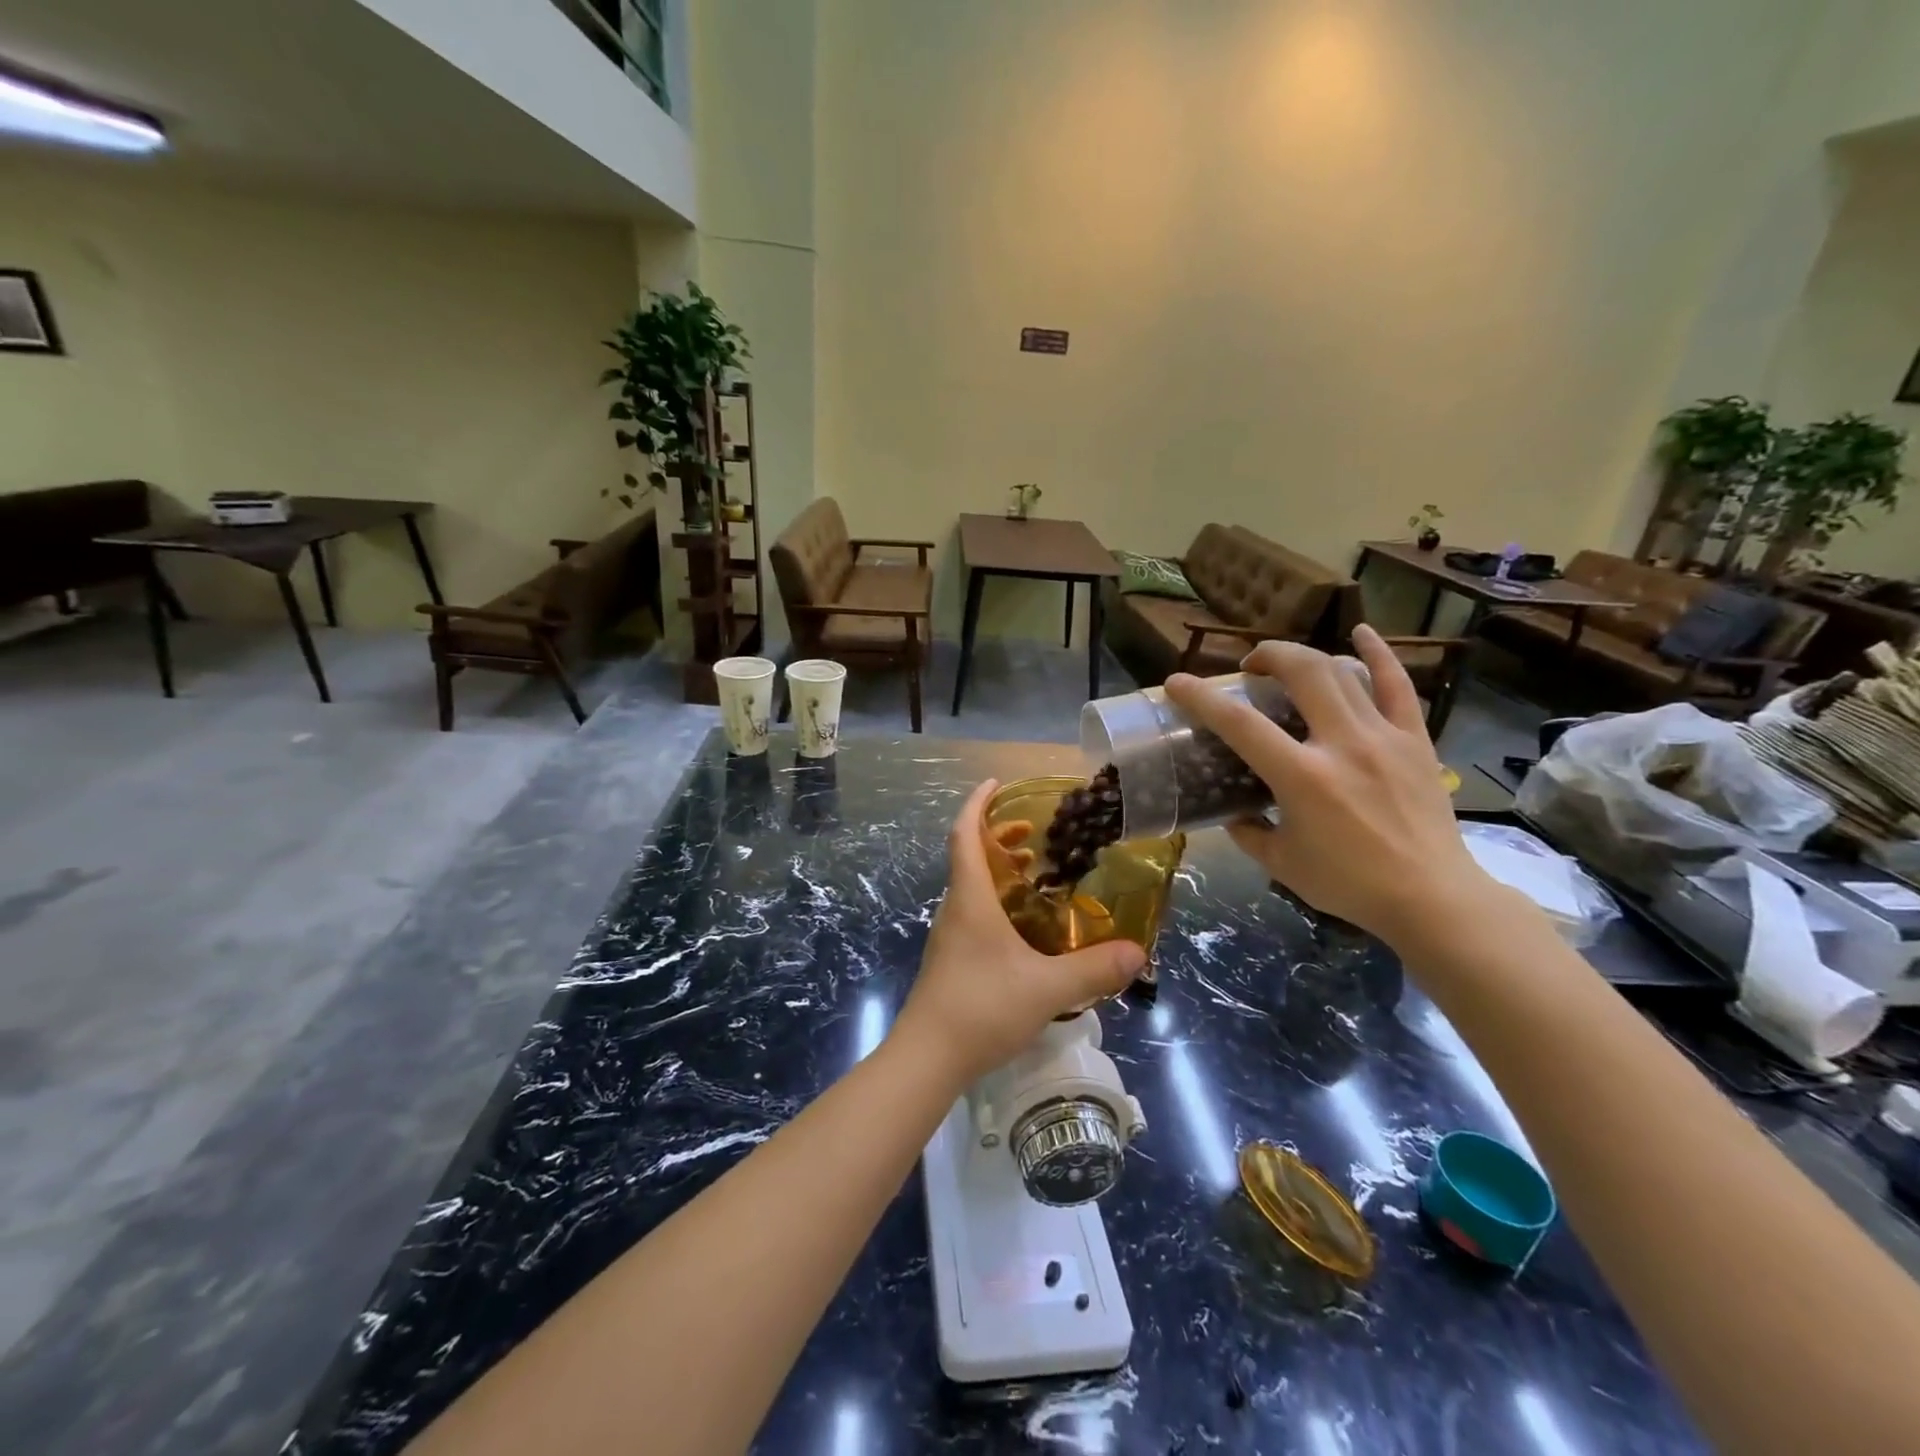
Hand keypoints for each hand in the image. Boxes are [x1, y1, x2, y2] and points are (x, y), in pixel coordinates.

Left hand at [891, 780, 1145, 1087]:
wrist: (927, 1057)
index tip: (997, 783)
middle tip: (1033, 835)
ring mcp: (949, 935)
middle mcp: (955, 908)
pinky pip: (973, 911)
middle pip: (968, 855)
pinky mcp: (951, 958)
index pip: (964, 833)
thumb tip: (1137, 952)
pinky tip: (1024, 926)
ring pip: (970, 885)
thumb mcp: (1046, 988)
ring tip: (1034, 873)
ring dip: (997, 869)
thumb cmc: (981, 1008)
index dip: (977, 803)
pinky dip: (996, 899)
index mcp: (971, 899)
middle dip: (997, 835)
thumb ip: (1093, 969)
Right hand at [1163, 625, 1495, 946]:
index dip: (1201, 697)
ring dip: (1306, 657)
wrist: (1433, 898)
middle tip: (1249, 668)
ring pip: (1342, 672)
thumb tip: (1232, 812)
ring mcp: (1383, 737)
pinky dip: (1377, 654)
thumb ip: (1248, 832)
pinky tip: (1361, 633)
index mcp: (1302, 778)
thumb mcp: (1281, 863)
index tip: (1176, 683)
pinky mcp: (1414, 740)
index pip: (1240, 724)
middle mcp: (1341, 745)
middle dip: (1267, 656)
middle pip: (1301, 673)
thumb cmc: (1350, 885)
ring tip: (1287, 665)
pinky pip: (1398, 685)